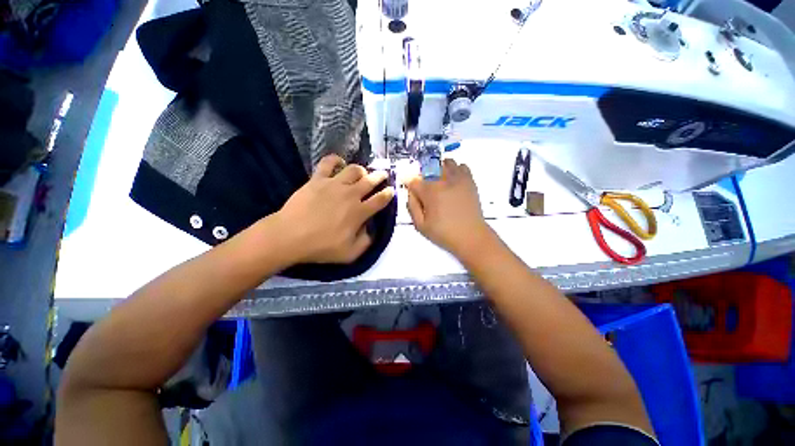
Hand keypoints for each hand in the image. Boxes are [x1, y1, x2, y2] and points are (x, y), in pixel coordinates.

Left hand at [274, 155, 394, 264]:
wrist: (290, 236)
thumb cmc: (321, 247)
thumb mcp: (350, 254)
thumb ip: (365, 242)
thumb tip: (370, 230)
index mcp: (360, 212)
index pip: (380, 199)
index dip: (388, 194)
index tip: (391, 190)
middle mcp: (351, 195)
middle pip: (370, 180)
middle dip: (380, 176)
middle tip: (383, 175)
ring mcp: (334, 184)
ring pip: (354, 169)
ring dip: (361, 170)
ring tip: (362, 173)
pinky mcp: (318, 179)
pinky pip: (328, 163)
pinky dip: (336, 160)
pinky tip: (339, 163)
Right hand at [406, 159, 492, 258]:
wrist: (471, 236)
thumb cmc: (444, 233)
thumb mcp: (420, 225)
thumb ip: (412, 206)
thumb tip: (410, 192)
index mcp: (430, 191)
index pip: (413, 179)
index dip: (409, 184)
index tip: (410, 189)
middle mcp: (443, 180)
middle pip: (428, 167)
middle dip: (423, 176)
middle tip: (426, 190)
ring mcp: (459, 178)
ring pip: (445, 163)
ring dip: (439, 169)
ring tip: (440, 183)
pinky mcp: (470, 181)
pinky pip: (462, 166)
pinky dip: (455, 170)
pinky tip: (453, 181)